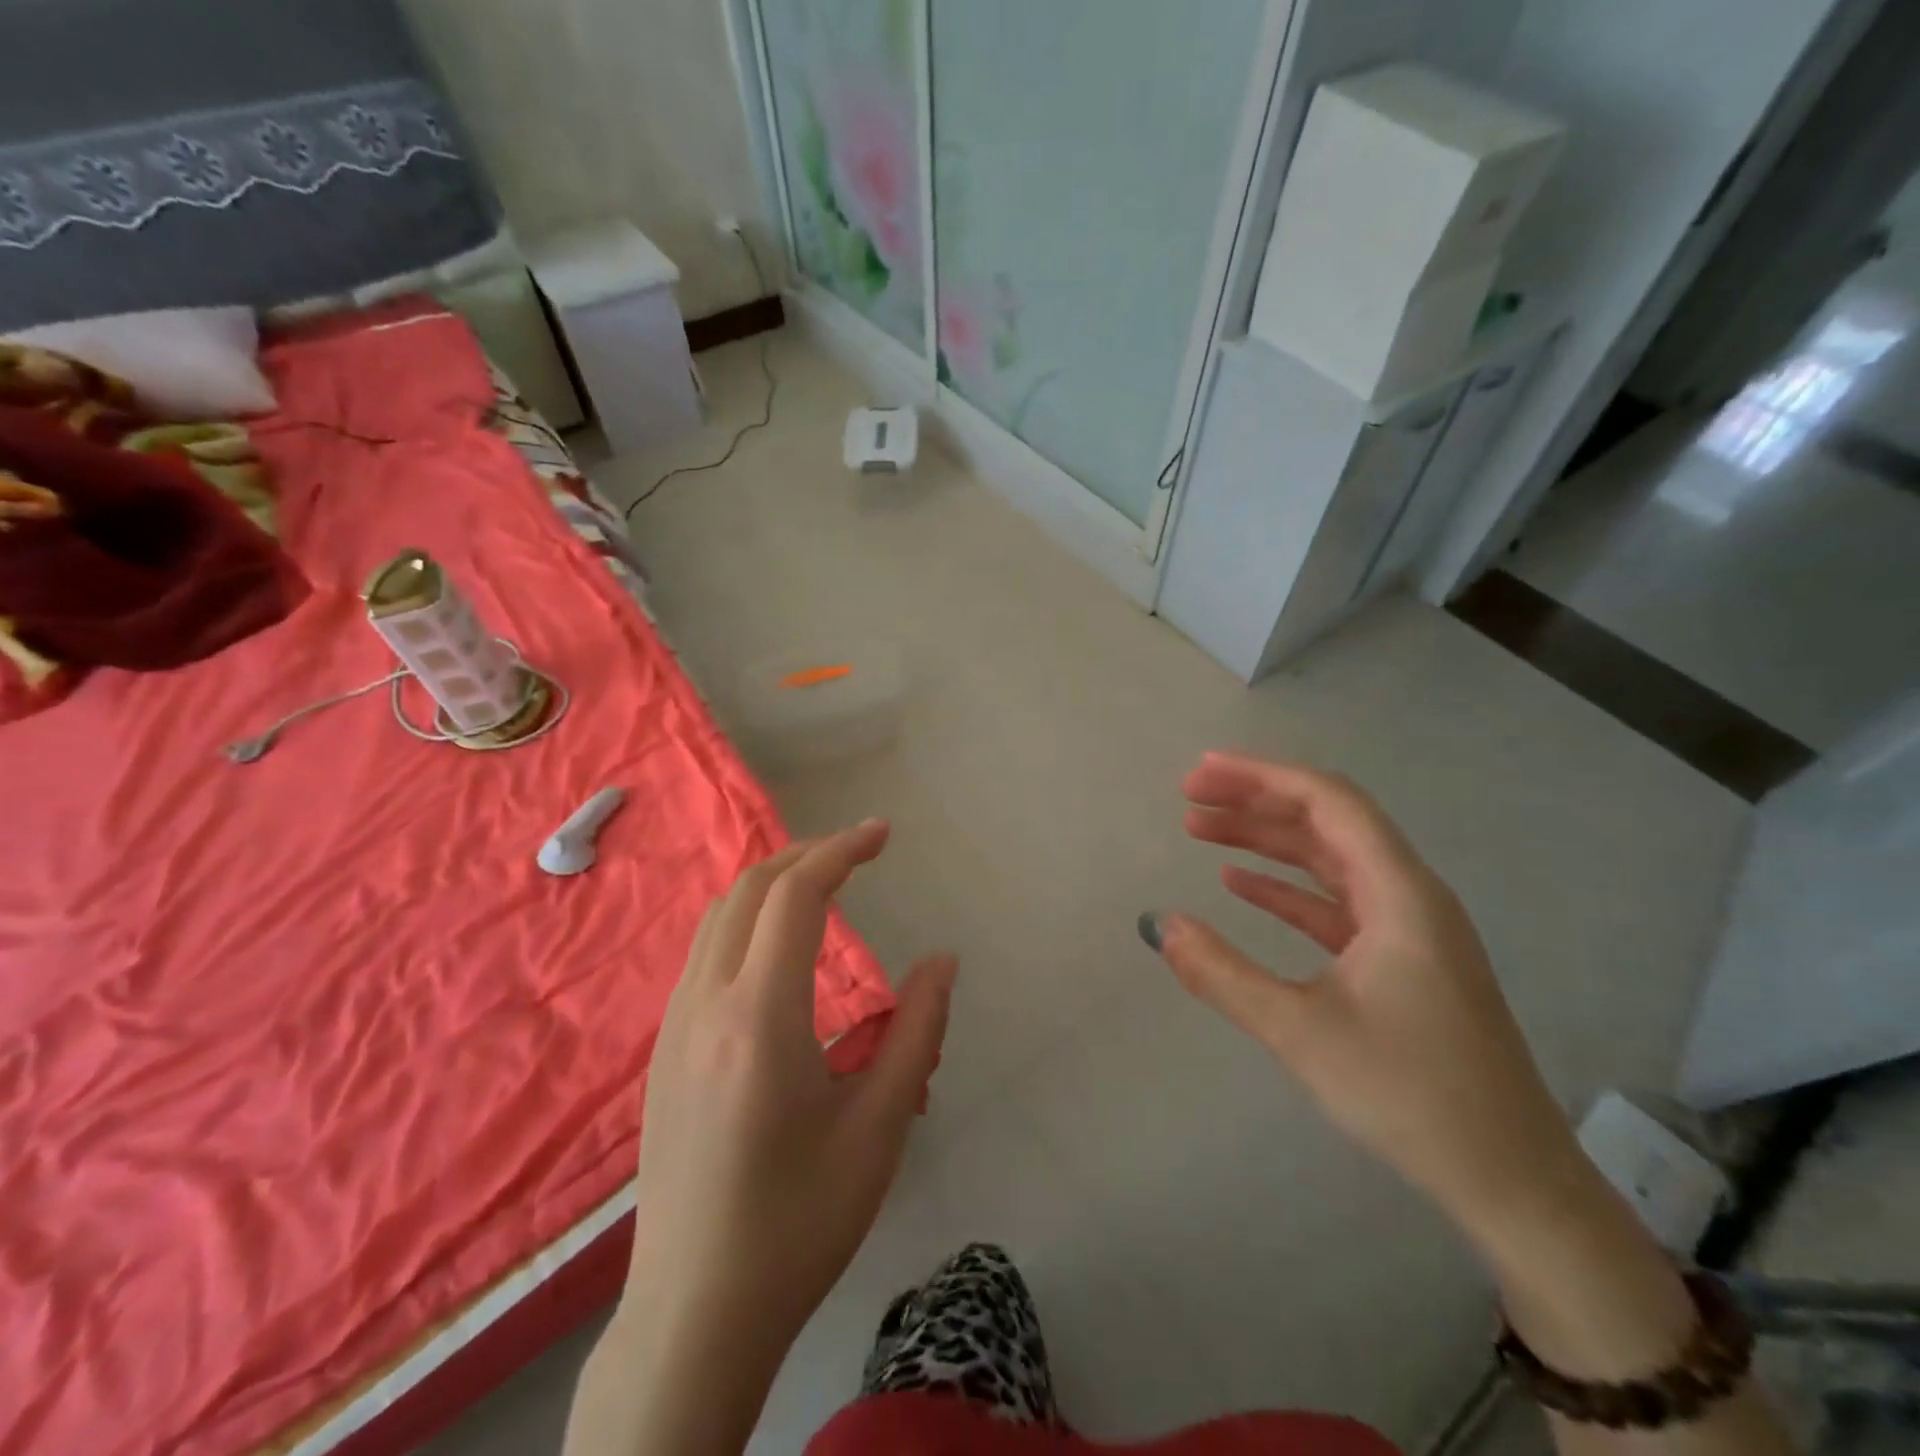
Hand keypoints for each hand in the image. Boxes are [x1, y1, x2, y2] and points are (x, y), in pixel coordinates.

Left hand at [623, 820, 956, 1380]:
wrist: (694, 1313)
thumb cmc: (799, 1221)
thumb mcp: (878, 1127)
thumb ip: (917, 1031)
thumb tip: (943, 961)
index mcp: (759, 1017)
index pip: (795, 896)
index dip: (841, 850)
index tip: (883, 834)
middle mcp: (704, 1003)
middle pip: (749, 889)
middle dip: (808, 853)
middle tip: (861, 851)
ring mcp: (673, 1024)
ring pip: (720, 915)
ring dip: (774, 882)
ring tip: (827, 883)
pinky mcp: (664, 1048)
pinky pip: (705, 950)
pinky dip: (748, 917)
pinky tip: (782, 946)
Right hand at [1143, 753, 1587, 1244]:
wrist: (1510, 1180)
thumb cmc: (1412, 1095)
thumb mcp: (1302, 1032)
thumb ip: (1222, 974)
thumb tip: (1159, 925)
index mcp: (1400, 894)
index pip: (1329, 802)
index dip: (1262, 776)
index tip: (1201, 774)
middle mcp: (1408, 896)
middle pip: (1325, 822)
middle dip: (1255, 801)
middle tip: (1188, 797)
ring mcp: (1406, 929)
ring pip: (1326, 860)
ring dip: (1264, 840)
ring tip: (1200, 830)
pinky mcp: (1399, 960)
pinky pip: (1332, 902)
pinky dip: (1284, 886)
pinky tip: (1239, 884)